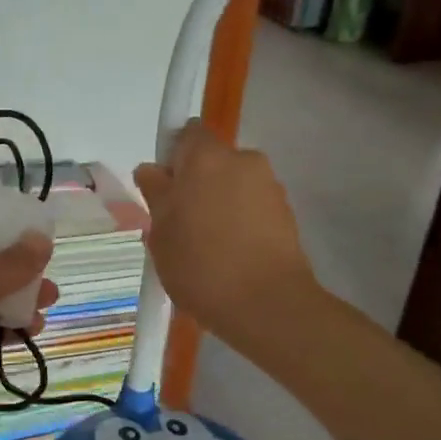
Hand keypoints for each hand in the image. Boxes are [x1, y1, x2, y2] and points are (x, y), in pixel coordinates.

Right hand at [133, 120, 315, 348]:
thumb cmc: (201, 264)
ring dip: (220, 205)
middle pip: (212, 162)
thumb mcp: (161, 232)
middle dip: (196, 184)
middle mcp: (244, 160)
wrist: (267, 305)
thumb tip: (153, 171)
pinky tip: (231, 257)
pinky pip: (253, 208)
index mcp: (207, 156)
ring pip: (234, 186)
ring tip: (208, 248)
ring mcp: (270, 186)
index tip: (165, 189)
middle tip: (180, 224)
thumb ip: (155, 193)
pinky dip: (241, 223)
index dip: (174, 156)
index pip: (187, 133)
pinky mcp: (287, 214)